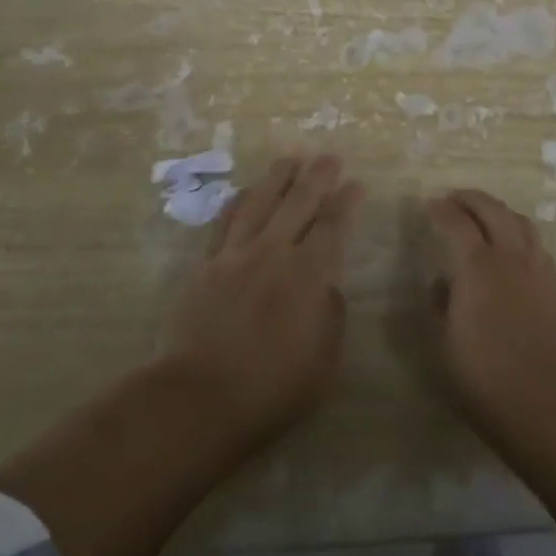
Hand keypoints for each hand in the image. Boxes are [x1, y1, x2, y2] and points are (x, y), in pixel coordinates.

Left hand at [161, 155, 362, 446]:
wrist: (199, 399)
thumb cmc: (272, 389)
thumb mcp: (324, 362)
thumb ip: (331, 315)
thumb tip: (327, 286)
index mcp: (308, 274)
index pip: (333, 225)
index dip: (347, 201)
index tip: (356, 184)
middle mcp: (274, 253)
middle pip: (299, 202)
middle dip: (318, 176)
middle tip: (330, 157)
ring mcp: (236, 255)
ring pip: (260, 202)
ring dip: (278, 177)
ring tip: (290, 158)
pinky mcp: (206, 266)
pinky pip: (224, 222)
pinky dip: (238, 202)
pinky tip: (245, 191)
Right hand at [425, 187, 555, 555]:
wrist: (546, 403)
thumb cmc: (484, 378)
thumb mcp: (442, 345)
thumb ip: (438, 306)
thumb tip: (440, 283)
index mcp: (477, 266)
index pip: (457, 222)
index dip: (441, 210)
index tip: (429, 205)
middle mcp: (509, 257)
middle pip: (493, 209)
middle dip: (471, 198)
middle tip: (454, 198)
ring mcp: (536, 269)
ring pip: (520, 221)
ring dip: (498, 210)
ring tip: (484, 215)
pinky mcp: (553, 287)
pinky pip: (536, 243)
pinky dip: (519, 232)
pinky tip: (512, 247)